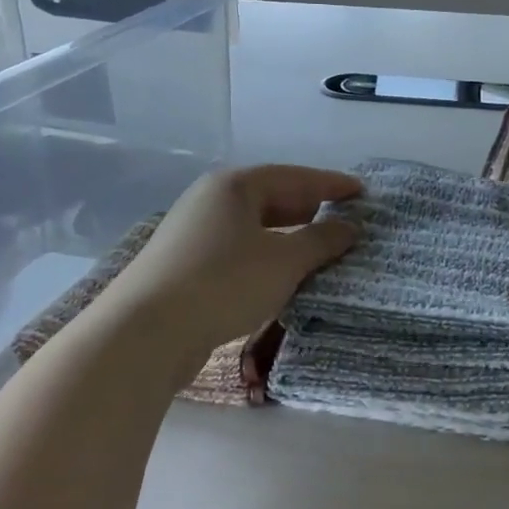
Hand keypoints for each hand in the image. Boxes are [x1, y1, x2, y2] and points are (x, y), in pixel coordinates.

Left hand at [108, 165, 361, 353]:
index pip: (294, 176)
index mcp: (234, 186)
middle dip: (310, 209)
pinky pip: (238, 252)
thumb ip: (321, 241)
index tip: (362, 191)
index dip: (331, 184)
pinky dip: (265, 258)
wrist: (146, 331)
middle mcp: (210, 201)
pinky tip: (280, 276)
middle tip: (344, 220)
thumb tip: (349, 228)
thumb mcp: (284, 261)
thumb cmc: (223, 282)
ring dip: (288, 237)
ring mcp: (193, 234)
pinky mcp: (184, 266)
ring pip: (253, 228)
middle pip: (271, 198)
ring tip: (319, 250)